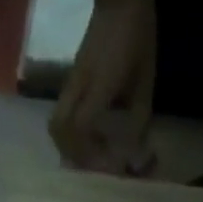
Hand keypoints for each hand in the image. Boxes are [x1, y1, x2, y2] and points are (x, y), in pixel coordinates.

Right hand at [49, 0, 155, 174]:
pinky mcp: (73, 77)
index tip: (106, 165)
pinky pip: (64, 111)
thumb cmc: (136, 35)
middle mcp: (78, 84)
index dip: (89, 153)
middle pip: (57, 127)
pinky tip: (92, 136)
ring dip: (69, 143)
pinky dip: (73, 131)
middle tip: (91, 167)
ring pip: (57, 120)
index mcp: (98, 84)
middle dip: (71, 153)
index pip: (80, 127)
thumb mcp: (145, 78)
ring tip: (91, 155)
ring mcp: (72, 79)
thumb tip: (135, 154)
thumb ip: (140, 116)